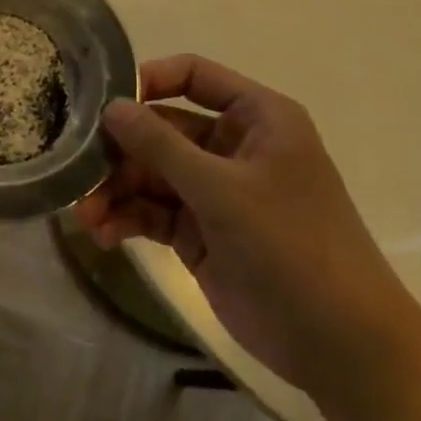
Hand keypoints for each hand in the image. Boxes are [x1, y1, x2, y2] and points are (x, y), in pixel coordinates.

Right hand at [77, 55, 419, 399]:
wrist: (341, 345)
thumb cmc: (292, 247)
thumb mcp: (222, 190)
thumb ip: (162, 146)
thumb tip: (111, 107)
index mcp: (256, 118)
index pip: (193, 76)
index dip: (148, 81)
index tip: (105, 103)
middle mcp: (233, 146)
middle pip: (162, 129)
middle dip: (120, 151)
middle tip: (78, 170)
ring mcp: (215, 192)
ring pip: (151, 174)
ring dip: (116, 190)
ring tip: (85, 215)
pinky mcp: (200, 232)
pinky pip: (153, 212)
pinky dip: (127, 219)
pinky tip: (104, 235)